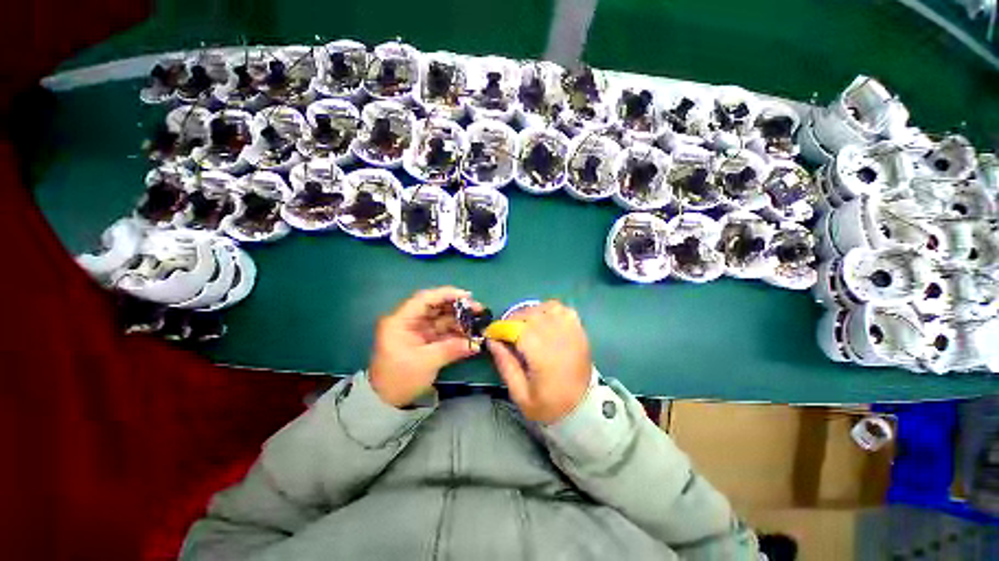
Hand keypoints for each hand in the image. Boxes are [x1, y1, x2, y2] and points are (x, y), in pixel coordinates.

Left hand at [369, 287, 481, 407]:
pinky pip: (442, 331)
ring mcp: (417, 330)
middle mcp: (409, 321)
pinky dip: (456, 332)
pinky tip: (470, 334)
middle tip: (478, 310)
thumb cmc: (400, 379)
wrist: (385, 402)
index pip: (425, 299)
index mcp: (401, 321)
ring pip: (441, 318)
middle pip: (436, 307)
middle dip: (457, 307)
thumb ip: (452, 349)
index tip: (467, 296)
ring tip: (478, 322)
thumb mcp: (426, 363)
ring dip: (459, 320)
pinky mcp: (424, 340)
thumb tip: (476, 344)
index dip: (447, 294)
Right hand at [488, 301, 591, 423]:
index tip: (491, 334)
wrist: (583, 408)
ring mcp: (570, 330)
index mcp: (541, 353)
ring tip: (524, 325)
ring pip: (544, 307)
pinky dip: (548, 310)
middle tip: (506, 332)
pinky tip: (543, 320)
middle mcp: (556, 336)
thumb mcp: (520, 393)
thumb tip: (492, 341)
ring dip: (530, 313)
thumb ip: (505, 364)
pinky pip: (561, 309)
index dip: (500, 328)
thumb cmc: (549, 404)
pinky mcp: (578, 329)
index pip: (515, 328)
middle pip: (529, 314)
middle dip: (512, 320)